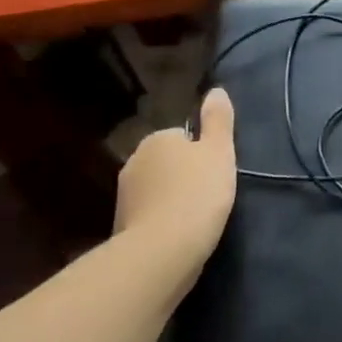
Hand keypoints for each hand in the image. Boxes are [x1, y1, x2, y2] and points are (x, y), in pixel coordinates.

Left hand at [115, 87, 237, 290]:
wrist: (162, 252)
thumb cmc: (197, 194)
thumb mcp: (220, 151)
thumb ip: (218, 120)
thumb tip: (215, 90)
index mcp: (157, 139)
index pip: (183, 137)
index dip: (202, 153)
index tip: (216, 171)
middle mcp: (134, 161)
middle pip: (168, 162)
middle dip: (184, 175)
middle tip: (210, 194)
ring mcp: (124, 196)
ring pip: (157, 190)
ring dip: (172, 199)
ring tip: (197, 218)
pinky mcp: (122, 227)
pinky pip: (150, 215)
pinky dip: (163, 222)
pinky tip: (180, 235)